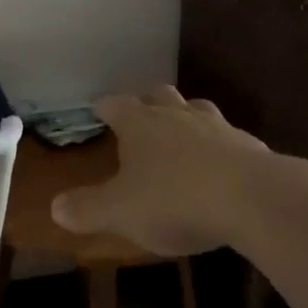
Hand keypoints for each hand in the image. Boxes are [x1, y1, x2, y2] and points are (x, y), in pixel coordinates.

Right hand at [52, 86, 286, 255]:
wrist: (252, 199)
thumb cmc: (175, 200)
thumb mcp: (121, 212)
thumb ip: (88, 209)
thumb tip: (55, 207)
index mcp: (141, 125)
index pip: (117, 106)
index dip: (106, 106)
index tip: (99, 107)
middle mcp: (177, 116)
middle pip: (159, 96)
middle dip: (147, 101)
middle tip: (140, 111)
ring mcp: (217, 127)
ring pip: (196, 109)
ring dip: (186, 116)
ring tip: (181, 129)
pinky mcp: (249, 146)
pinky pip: (227, 137)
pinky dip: (218, 144)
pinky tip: (220, 162)